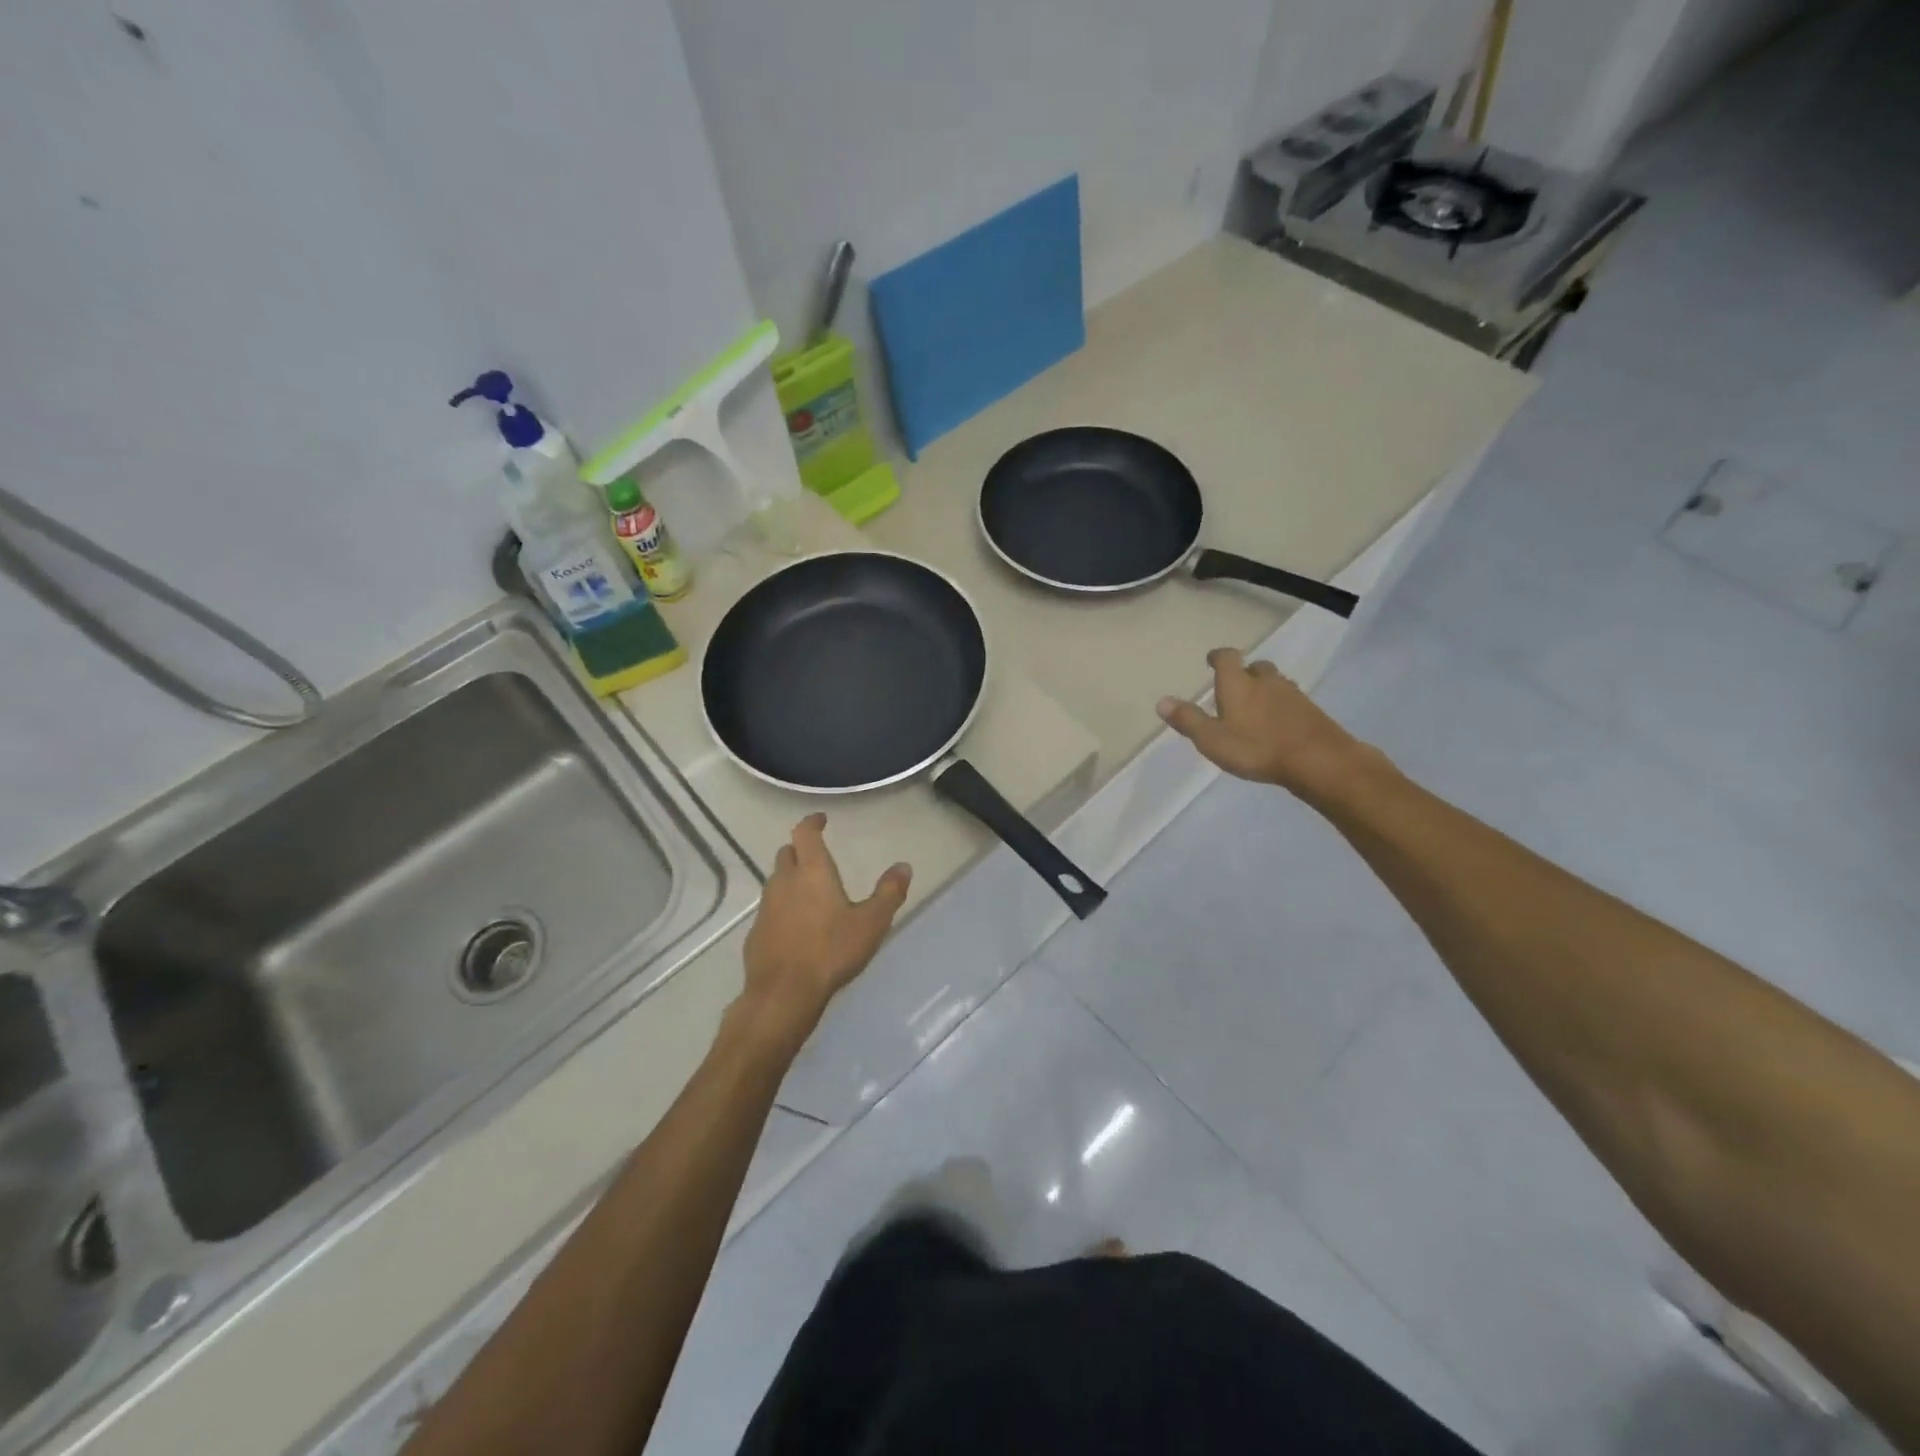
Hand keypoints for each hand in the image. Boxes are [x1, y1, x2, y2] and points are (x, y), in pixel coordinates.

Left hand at [738, 814, 910, 1047]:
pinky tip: (796, 927)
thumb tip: (904, 866)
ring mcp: (766, 908)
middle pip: (786, 854)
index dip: (812, 823)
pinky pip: (770, 910)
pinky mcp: (756, 933)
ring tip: (809, 892)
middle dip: (800, 850)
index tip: (820, 819)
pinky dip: (783, 908)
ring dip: (790, 879)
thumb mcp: (871, 923)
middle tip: (816, 856)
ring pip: (776, 882)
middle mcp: (784, 882)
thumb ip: (889, 893)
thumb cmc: (831, 951)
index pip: (805, 834)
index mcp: (812, 871)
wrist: (783, 993)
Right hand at [1157, 648, 1372, 798]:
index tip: (1211, 660)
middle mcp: (1265, 681)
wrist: (1318, 760)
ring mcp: (1292, 694)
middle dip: (1244, 673)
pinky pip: (1290, 700)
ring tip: (1254, 706)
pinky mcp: (1311, 711)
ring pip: (1275, 682)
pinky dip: (1280, 706)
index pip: (1227, 657)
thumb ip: (1188, 720)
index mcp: (1238, 683)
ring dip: (1264, 689)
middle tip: (1234, 687)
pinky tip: (1277, 723)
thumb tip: (1161, 701)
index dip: (1218, 656)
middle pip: (1255, 667)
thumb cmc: (1256, 748)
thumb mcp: (1212, 739)